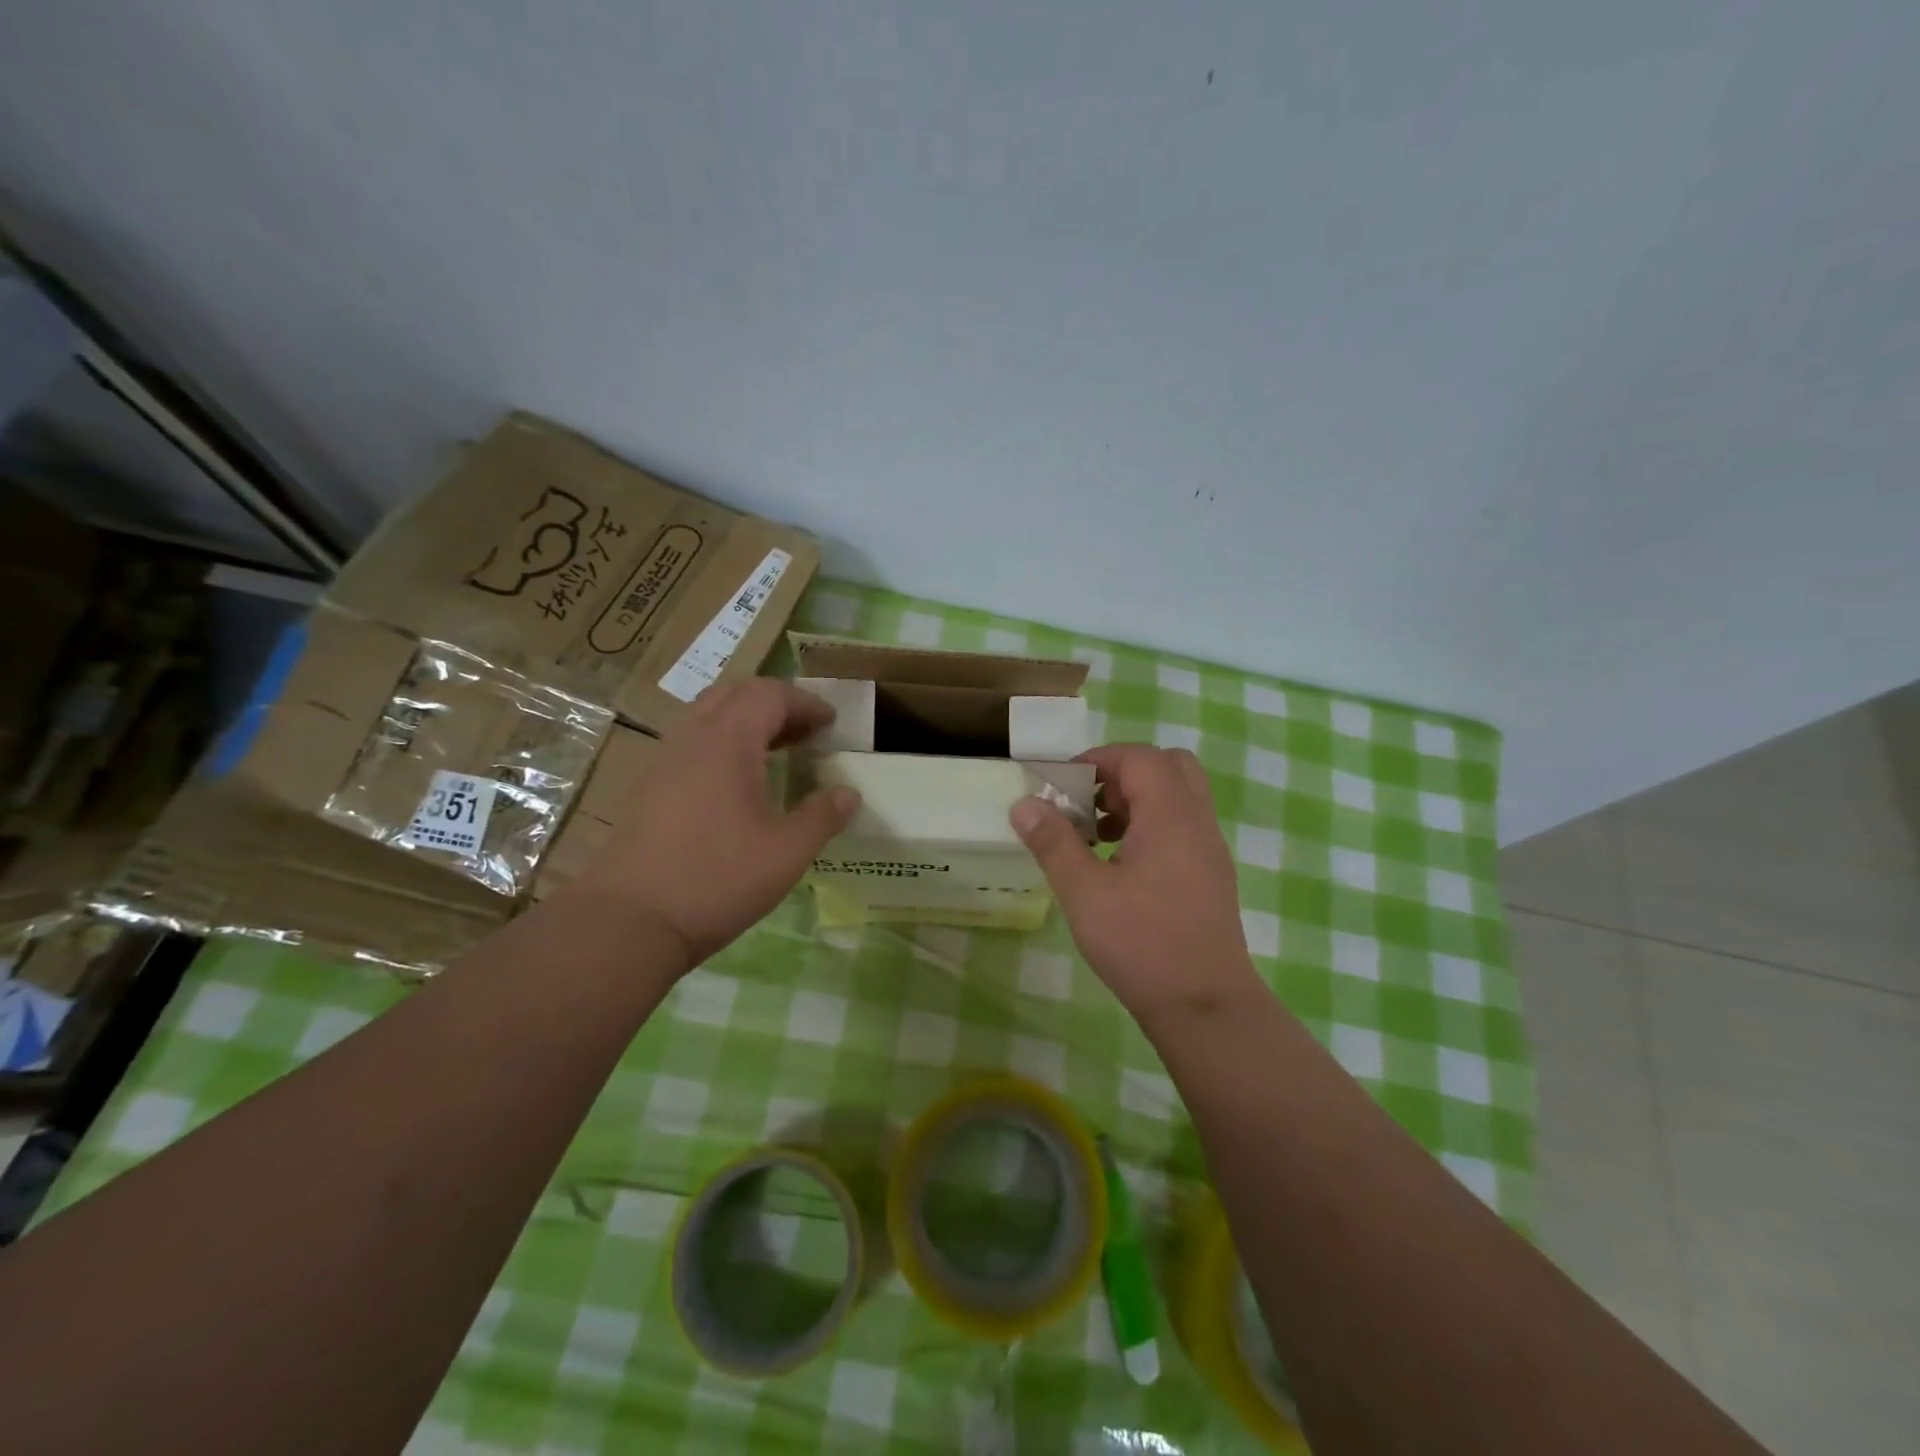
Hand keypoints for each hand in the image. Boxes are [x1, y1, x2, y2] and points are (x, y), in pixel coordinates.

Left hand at [580, 679, 859, 966]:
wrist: (632, 919)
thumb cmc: (718, 878)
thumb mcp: (787, 852)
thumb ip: (822, 816)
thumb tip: (848, 794)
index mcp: (728, 742)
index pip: (770, 695)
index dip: (805, 703)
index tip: (831, 723)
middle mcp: (692, 738)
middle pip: (735, 694)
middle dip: (775, 703)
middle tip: (805, 732)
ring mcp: (664, 761)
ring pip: (708, 715)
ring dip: (746, 721)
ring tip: (775, 751)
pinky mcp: (648, 787)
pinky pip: (691, 742)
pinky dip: (722, 743)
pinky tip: (735, 783)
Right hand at [1011, 744, 1261, 1018]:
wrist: (1205, 1006)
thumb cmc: (1141, 943)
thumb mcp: (1084, 892)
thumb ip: (1053, 842)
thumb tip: (1024, 803)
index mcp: (1170, 815)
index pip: (1139, 757)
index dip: (1098, 759)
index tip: (1062, 784)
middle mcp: (1197, 822)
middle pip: (1168, 766)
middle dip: (1122, 773)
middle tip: (1089, 802)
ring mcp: (1210, 850)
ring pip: (1178, 797)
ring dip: (1136, 800)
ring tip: (1097, 835)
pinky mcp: (1211, 876)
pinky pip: (1183, 827)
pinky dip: (1151, 825)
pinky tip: (1120, 866)